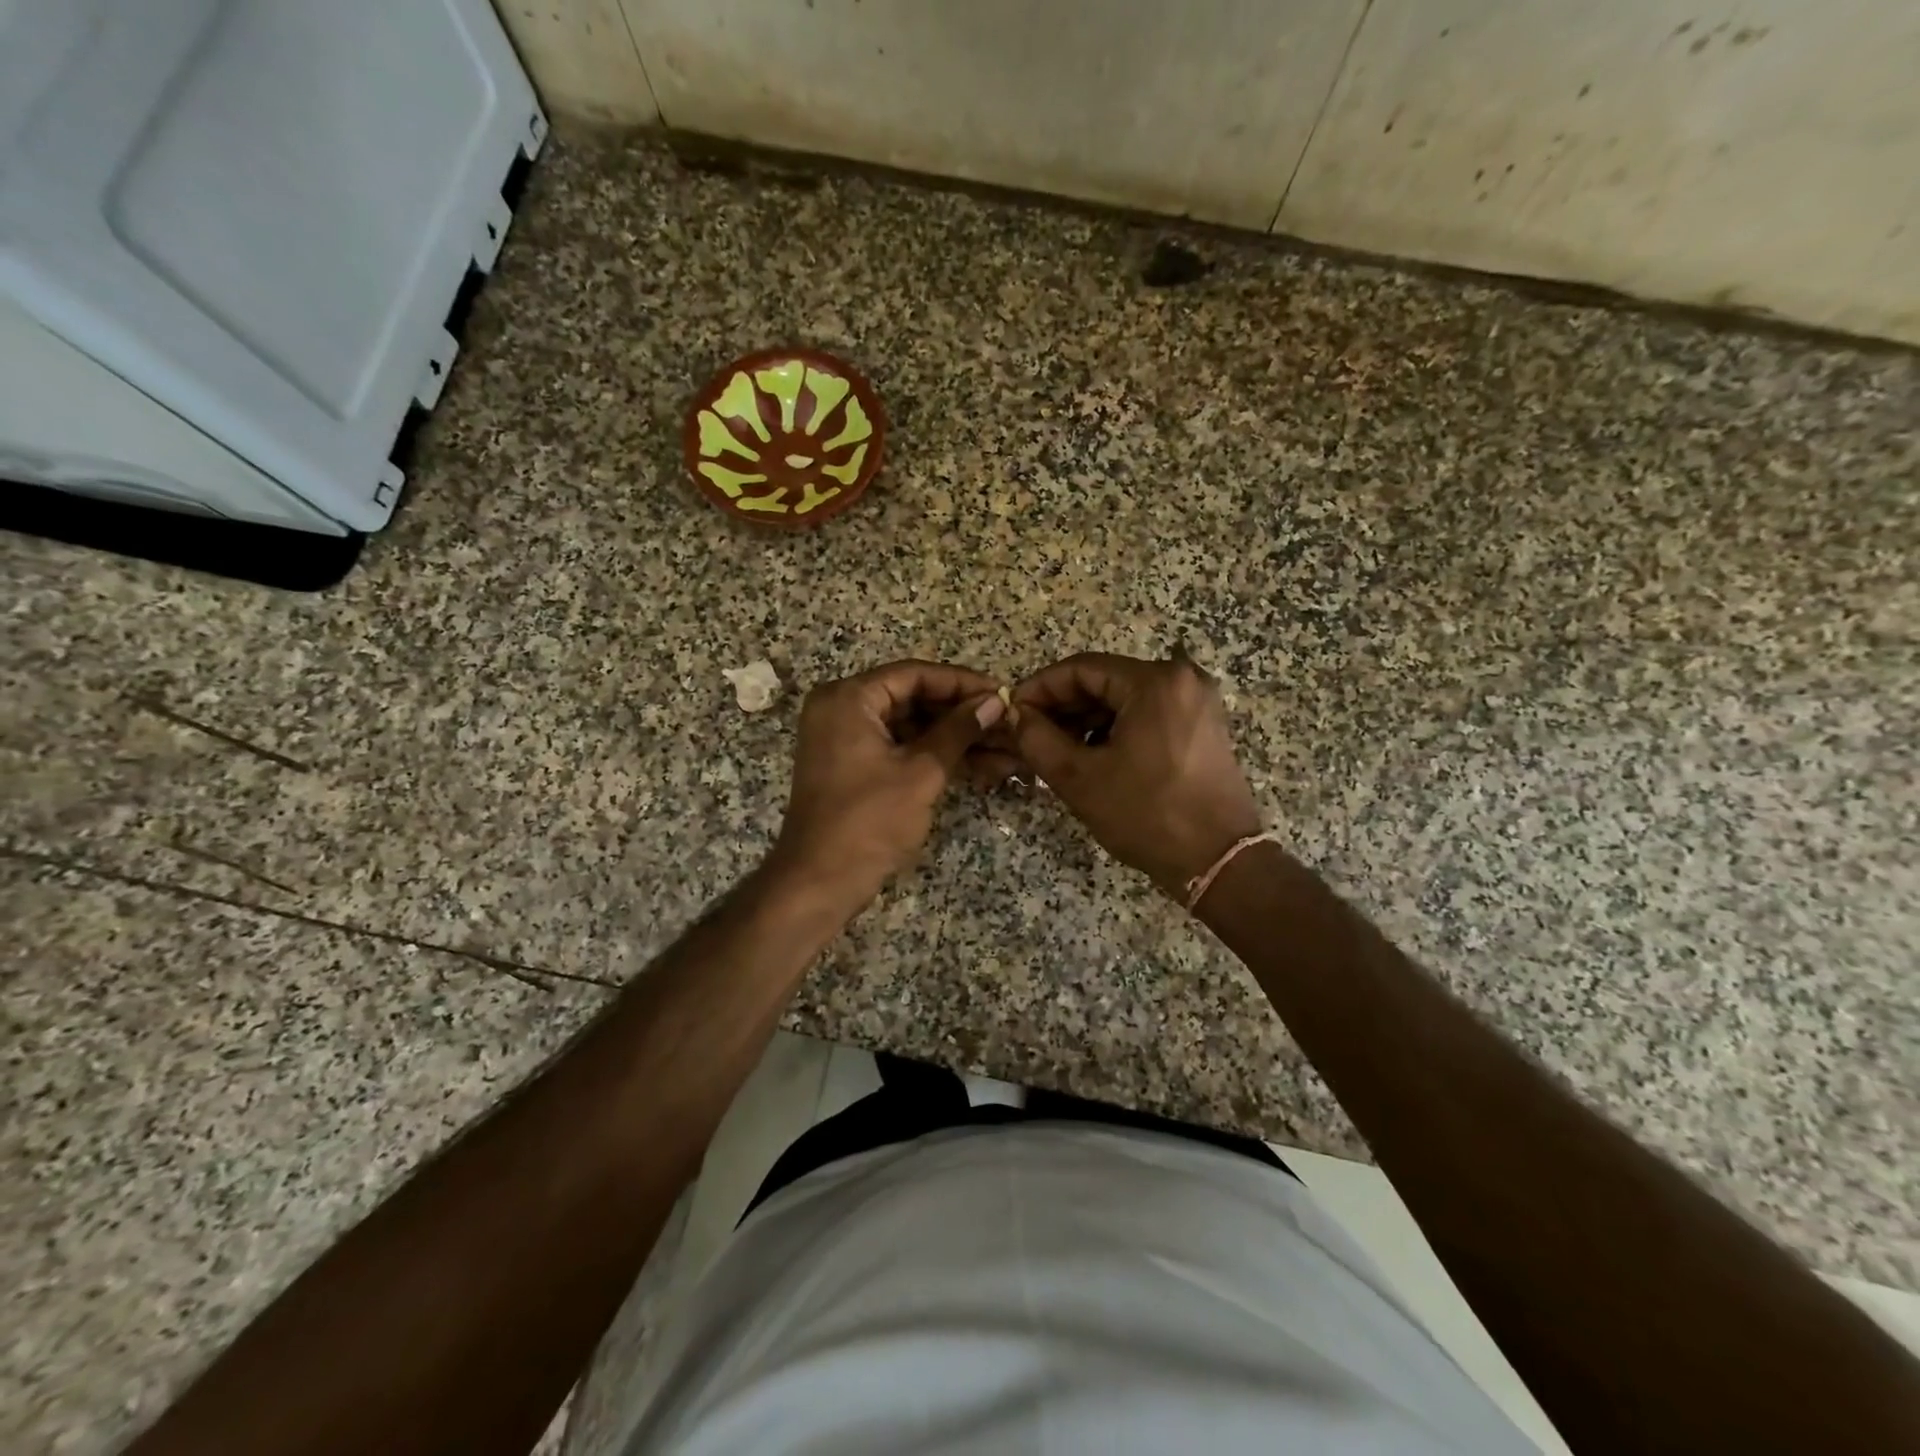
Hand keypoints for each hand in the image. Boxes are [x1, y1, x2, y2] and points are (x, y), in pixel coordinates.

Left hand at [771, 660, 1006, 908]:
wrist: (820, 882)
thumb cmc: (869, 821)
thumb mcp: (921, 771)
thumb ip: (958, 730)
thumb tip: (995, 700)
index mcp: (849, 698)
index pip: (914, 674)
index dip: (962, 683)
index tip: (1002, 692)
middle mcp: (842, 709)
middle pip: (913, 699)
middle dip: (963, 715)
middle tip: (1007, 723)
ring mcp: (847, 740)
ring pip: (912, 727)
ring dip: (956, 739)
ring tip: (1005, 751)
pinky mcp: (855, 767)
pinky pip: (901, 749)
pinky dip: (935, 756)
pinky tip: (980, 767)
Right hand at [1009, 651, 1261, 899]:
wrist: (1219, 862)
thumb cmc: (1147, 815)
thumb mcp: (1079, 778)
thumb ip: (1037, 739)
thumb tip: (1016, 715)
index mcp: (1154, 682)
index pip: (1081, 668)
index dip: (1040, 688)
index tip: (1012, 711)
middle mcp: (1182, 680)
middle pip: (1105, 680)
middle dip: (1063, 706)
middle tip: (1029, 734)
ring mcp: (1197, 703)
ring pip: (1125, 699)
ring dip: (1087, 720)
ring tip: (1056, 750)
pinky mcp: (1203, 727)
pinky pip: (1148, 715)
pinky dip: (1116, 729)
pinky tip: (1093, 757)